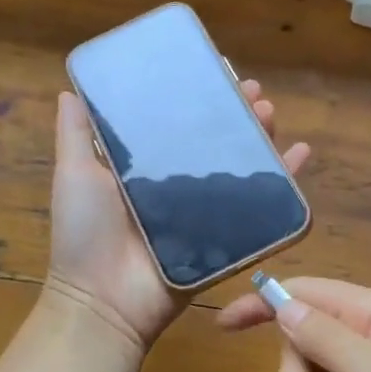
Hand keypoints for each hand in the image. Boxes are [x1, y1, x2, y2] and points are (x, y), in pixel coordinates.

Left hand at [46, 82, 309, 352]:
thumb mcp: (74, 175)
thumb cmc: (86, 233)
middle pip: (215, 140)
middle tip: (253, 91)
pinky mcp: (226, 237)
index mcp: (145, 167)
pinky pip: (261, 207)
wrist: (105, 300)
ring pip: (240, 167)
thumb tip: (69, 89)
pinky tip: (300, 154)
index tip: (217, 71)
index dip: (198, 97)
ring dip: (260, 137)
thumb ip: (76, 135)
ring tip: (270, 113)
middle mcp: (177, 184)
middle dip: (236, 112)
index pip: (178, 122)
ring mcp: (204, 211)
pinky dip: (285, 181)